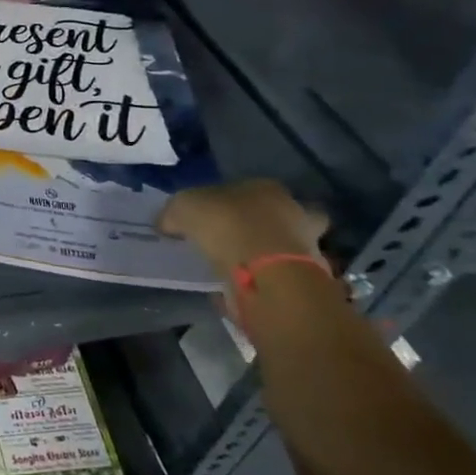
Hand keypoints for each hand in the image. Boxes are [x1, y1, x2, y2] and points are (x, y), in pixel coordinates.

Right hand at [158, 179, 327, 279]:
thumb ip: (174, 213)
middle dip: (265, 227)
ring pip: (288, 247)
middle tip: (238, 240)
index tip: (216, 215)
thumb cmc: (225, 224)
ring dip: (269, 256)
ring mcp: (306, 245)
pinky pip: (283, 276)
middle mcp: (293, 211)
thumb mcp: (183, 208)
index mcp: (265, 187)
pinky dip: (267, 281)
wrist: (265, 272)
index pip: (253, 188)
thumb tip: (166, 223)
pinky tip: (245, 287)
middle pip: (283, 216)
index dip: (235, 200)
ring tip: (240, 267)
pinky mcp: (308, 277)